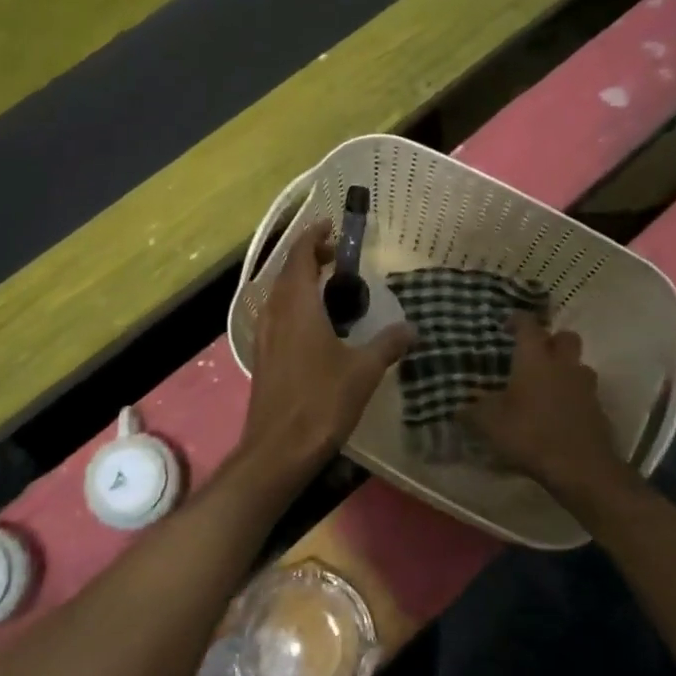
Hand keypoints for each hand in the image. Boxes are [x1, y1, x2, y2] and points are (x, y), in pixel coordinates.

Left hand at [240, 221, 413, 475]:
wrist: (278, 448)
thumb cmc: (321, 402)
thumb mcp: (363, 371)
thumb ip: (388, 344)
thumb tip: (412, 328)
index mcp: (297, 305)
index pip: (301, 255)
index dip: (314, 236)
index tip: (332, 226)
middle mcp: (275, 312)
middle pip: (288, 271)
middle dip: (310, 256)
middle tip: (339, 256)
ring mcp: (264, 334)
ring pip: (279, 294)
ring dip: (300, 281)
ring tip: (330, 286)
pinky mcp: (263, 355)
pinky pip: (277, 315)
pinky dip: (294, 304)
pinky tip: (315, 324)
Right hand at [466, 314, 621, 489]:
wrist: (580, 468)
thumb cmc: (530, 434)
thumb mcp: (489, 424)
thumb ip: (472, 412)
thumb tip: (459, 409)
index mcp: (535, 359)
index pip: (528, 325)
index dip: (517, 320)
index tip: (506, 325)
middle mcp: (563, 365)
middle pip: (565, 337)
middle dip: (550, 340)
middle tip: (533, 353)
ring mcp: (585, 387)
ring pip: (578, 365)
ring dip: (565, 369)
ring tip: (546, 385)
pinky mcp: (598, 410)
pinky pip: (584, 393)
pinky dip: (572, 397)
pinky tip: (557, 414)